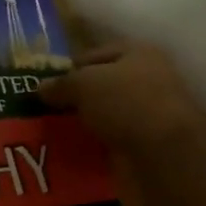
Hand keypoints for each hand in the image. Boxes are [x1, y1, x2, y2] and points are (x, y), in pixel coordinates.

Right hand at [39, 42, 200, 150]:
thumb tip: (40, 88)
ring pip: (104, 114)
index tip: (44, 86)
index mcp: (137, 53)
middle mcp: (146, 79)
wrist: (164, 152)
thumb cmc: (126, 102)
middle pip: (100, 85)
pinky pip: (109, 140)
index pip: (94, 55)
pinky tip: (72, 150)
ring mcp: (146, 113)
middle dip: (74, 98)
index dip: (68, 68)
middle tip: (45, 110)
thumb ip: (60, 84)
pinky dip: (93, 145)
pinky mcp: (144, 143)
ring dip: (82, 123)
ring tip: (53, 132)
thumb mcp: (84, 83)